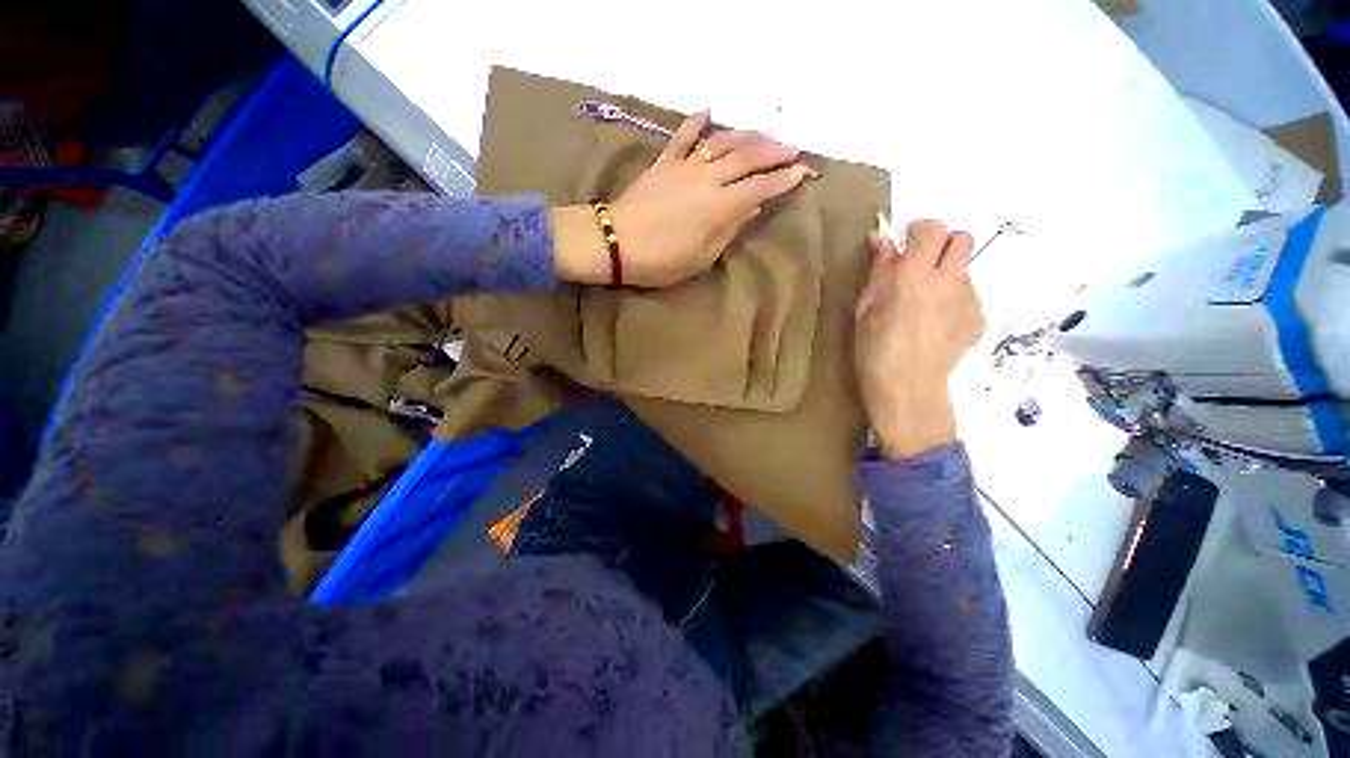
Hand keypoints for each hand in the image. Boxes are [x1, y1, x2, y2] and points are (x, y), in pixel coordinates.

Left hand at [553, 109, 816, 287]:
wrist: (616, 243)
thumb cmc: (661, 261)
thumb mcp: (702, 257)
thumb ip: (730, 230)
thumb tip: (753, 208)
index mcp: (719, 207)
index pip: (760, 187)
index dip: (784, 179)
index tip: (804, 172)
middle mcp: (707, 179)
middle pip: (748, 157)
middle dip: (774, 151)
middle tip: (794, 147)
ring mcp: (684, 166)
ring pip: (722, 142)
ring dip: (747, 134)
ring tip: (765, 133)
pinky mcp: (664, 162)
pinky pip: (682, 136)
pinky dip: (695, 121)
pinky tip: (708, 109)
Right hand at [854, 220, 985, 459]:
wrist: (906, 386)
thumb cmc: (874, 348)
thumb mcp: (865, 309)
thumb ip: (878, 271)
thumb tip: (882, 240)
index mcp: (913, 275)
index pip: (931, 229)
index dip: (919, 229)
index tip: (906, 240)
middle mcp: (947, 280)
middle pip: (963, 238)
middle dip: (943, 243)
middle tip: (922, 264)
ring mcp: (968, 299)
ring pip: (965, 268)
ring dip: (947, 273)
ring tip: (927, 300)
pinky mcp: (978, 318)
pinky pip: (969, 295)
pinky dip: (954, 299)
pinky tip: (937, 322)